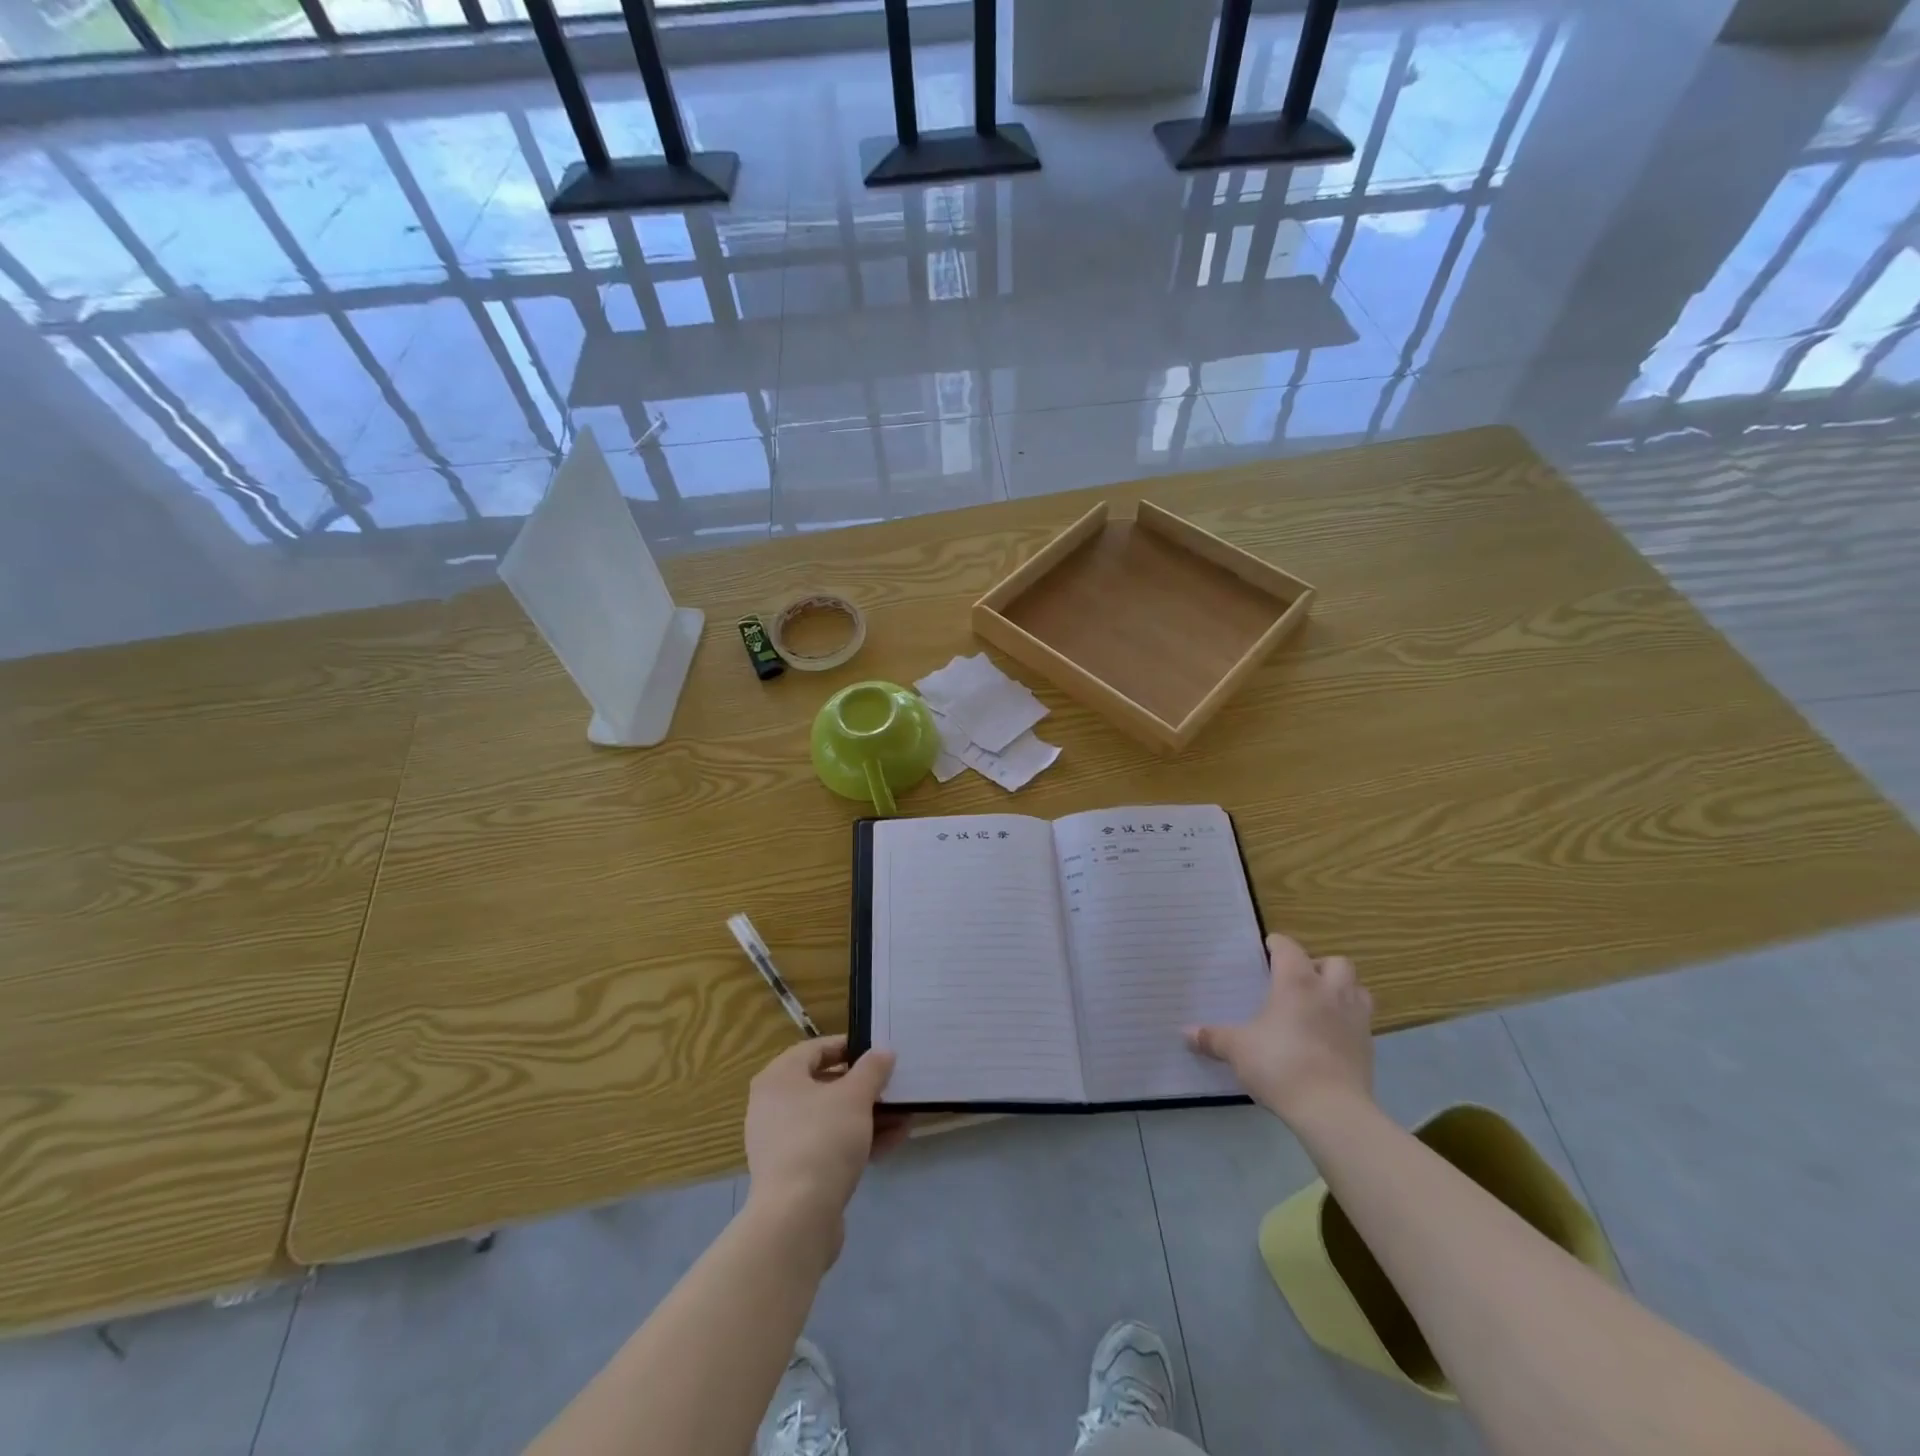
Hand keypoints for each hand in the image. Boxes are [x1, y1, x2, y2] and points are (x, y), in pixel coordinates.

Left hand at [743, 1037, 909, 1252]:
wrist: (797, 1219)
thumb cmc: (822, 1139)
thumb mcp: (855, 1096)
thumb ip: (872, 1069)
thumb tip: (883, 1051)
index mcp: (778, 1078)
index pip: (815, 1049)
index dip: (848, 1046)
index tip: (878, 1051)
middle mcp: (773, 1106)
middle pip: (825, 1085)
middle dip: (865, 1087)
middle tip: (894, 1085)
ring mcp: (782, 1143)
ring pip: (831, 1118)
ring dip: (868, 1116)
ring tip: (904, 1116)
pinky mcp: (794, 1174)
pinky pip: (829, 1146)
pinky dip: (857, 1141)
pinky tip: (893, 1142)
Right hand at [1187, 933, 1374, 1122]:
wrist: (1332, 1110)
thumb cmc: (1280, 1065)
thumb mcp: (1237, 1050)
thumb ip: (1213, 1038)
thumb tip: (1185, 1033)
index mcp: (1296, 982)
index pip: (1289, 948)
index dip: (1277, 945)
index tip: (1267, 950)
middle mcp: (1330, 992)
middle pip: (1336, 962)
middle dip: (1319, 965)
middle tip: (1299, 980)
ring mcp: (1355, 1019)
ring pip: (1358, 989)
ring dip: (1342, 989)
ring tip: (1321, 1003)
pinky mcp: (1369, 1047)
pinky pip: (1362, 1022)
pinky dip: (1348, 1021)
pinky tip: (1330, 1037)